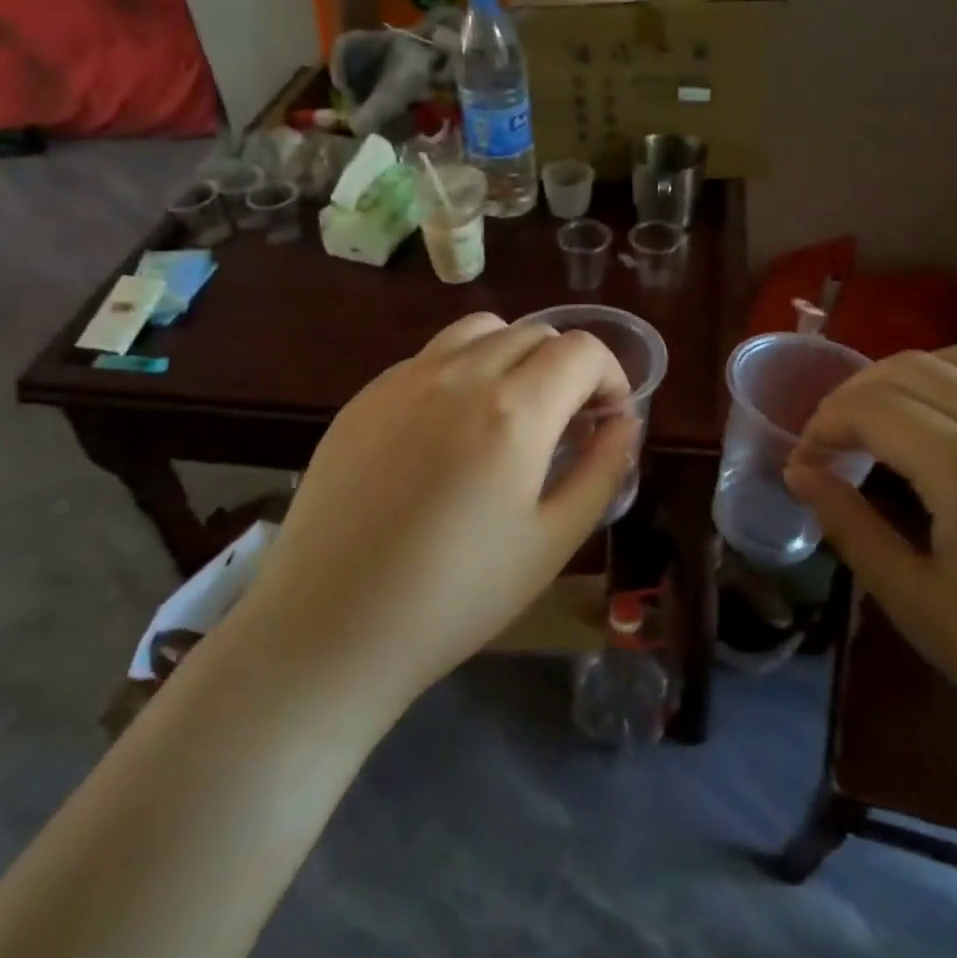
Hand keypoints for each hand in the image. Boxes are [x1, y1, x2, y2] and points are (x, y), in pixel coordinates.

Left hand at [235, 313, 636, 710]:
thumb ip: (602, 470)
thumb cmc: (457, 596)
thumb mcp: (552, 541)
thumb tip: (625, 423)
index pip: (581, 350)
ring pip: (479, 331)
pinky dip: (463, 370)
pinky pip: (430, 357)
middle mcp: (459, 374)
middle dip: (566, 367)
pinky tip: (450, 430)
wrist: (330, 626)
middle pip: (534, 332)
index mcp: (514, 410)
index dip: (610, 375)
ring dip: (514, 355)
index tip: (609, 418)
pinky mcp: (365, 396)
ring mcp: (404, 379)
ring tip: (512, 411)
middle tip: (567, 423)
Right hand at [784, 346, 956, 786]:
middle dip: (853, 395)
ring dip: (903, 379)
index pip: (873, 408)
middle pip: (911, 370)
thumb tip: (801, 472)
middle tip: (831, 442)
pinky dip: (954, 386)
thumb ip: (850, 526)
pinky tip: (944, 432)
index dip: (823, 425)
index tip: (805, 462)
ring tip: (880, 424)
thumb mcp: (917, 605)